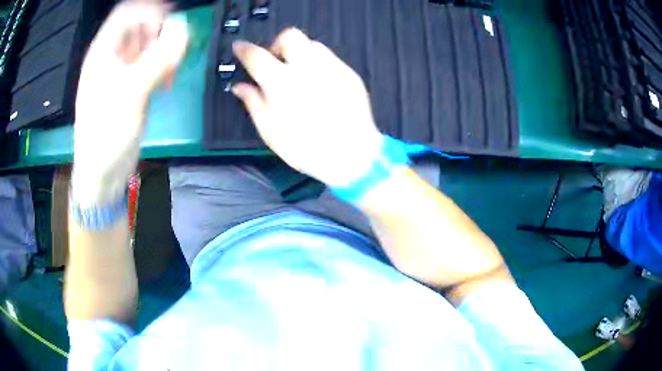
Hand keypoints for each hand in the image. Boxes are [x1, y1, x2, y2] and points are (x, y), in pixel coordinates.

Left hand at [72, 1, 187, 204]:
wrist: (102, 172)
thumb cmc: (107, 132)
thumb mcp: (132, 92)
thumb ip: (159, 57)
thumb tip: (184, 28)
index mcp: (103, 51)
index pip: (127, 13)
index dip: (150, 11)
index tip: (171, 24)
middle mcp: (111, 56)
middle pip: (140, 25)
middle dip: (160, 33)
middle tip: (171, 52)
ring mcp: (121, 71)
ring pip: (147, 44)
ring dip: (163, 50)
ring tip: (169, 70)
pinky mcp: (130, 86)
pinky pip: (150, 63)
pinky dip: (162, 66)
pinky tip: (165, 82)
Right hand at [232, 28, 382, 187]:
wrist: (352, 156)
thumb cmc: (305, 148)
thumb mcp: (270, 131)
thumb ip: (253, 103)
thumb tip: (239, 86)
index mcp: (281, 83)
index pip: (257, 56)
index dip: (244, 49)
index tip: (239, 47)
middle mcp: (307, 67)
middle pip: (290, 36)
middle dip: (279, 44)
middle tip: (276, 62)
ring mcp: (332, 68)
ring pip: (312, 44)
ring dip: (300, 53)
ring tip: (299, 74)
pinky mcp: (349, 74)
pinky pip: (330, 58)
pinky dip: (319, 65)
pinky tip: (320, 85)